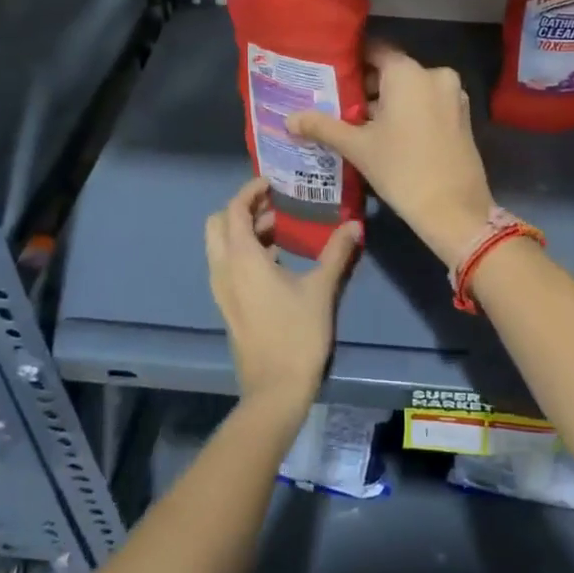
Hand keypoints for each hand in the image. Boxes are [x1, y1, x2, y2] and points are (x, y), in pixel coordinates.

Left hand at [205, 178, 358, 408]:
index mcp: (241, 259)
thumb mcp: (321, 289)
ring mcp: (222, 290)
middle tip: (275, 205)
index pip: (234, 210)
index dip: (250, 191)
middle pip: (218, 224)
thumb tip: (355, 225)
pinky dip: (244, 251)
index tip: (274, 182)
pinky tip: (276, 260)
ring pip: (221, 246)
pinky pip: (227, 265)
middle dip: (242, 209)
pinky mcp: (228, 306)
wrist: (275, 390)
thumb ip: (336, 253)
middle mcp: (223, 269)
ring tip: (282, 229)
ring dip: (244, 231)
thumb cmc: (297, 334)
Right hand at [287, 39, 496, 265]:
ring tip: (357, 123)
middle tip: (337, 103)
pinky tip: (387, 135)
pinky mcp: (462, 117)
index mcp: (408, 72)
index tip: (329, 73)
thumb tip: (289, 119)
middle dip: (366, 86)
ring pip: (411, 89)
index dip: (351, 60)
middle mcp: (434, 75)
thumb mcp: (357, 147)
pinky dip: (408, 112)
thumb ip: (323, 126)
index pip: (374, 50)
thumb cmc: (401, 169)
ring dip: (387, 102)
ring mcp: (453, 95)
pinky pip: (428, 103)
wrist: (454, 209)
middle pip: (393, 71)